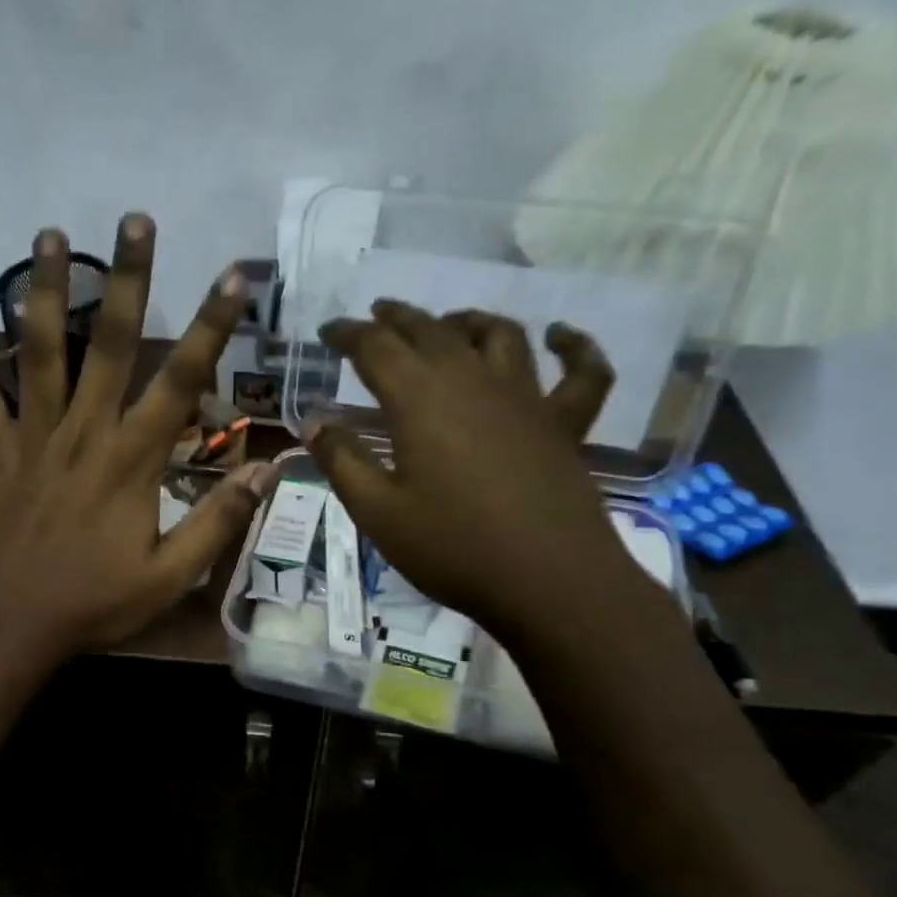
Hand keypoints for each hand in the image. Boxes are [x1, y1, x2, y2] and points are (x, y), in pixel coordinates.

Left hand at [0, 214, 271, 662]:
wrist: (6, 626)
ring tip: (51, 235)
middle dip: (129, 280)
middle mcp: (84, 431)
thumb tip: (268, 471)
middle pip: (112, 344)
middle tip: (135, 220)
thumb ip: (218, 521)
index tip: (233, 277)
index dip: (212, 328)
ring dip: (47, 290)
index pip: (181, 382)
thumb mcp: (169, 577)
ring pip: (42, 350)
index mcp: (133, 460)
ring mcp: (32, 435)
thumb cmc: (92, 603)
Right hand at [305, 301, 627, 632]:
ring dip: (468, 320)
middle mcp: (473, 381)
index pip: (376, 347)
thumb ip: (342, 461)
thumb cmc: (453, 548)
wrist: (548, 582)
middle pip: (431, 330)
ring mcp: (526, 398)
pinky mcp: (565, 423)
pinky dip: (575, 347)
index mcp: (420, 400)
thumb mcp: (378, 512)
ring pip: (499, 335)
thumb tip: (314, 421)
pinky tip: (561, 335)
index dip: (348, 333)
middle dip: (398, 318)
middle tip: (376, 314)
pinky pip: (582, 372)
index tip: (328, 331)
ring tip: (448, 323)